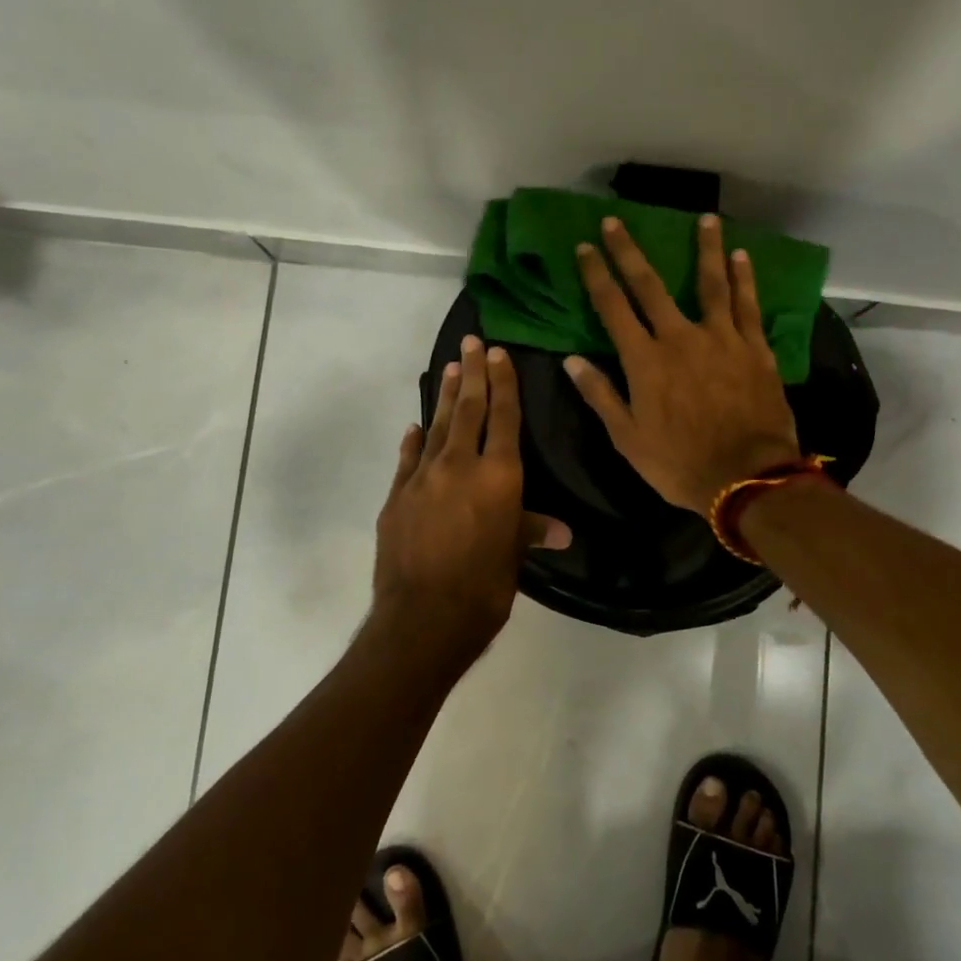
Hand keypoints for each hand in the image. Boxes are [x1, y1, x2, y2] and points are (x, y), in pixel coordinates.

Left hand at [370, 335, 569, 672]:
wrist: (422, 618)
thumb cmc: (484, 588)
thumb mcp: (514, 557)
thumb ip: (531, 531)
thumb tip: (563, 530)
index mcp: (499, 477)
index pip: (504, 418)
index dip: (503, 384)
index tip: (498, 354)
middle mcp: (460, 466)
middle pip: (467, 410)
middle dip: (471, 374)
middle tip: (472, 342)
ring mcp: (422, 478)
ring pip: (435, 427)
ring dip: (442, 396)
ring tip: (448, 368)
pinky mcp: (396, 497)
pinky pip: (407, 459)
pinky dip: (413, 440)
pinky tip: (413, 427)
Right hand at [568, 215, 801, 512]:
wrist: (747, 478)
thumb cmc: (680, 464)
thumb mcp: (628, 439)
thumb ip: (600, 395)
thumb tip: (571, 361)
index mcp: (645, 361)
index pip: (613, 308)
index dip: (596, 275)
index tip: (584, 247)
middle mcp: (680, 338)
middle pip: (650, 286)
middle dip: (629, 252)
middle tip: (615, 221)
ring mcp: (721, 339)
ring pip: (710, 284)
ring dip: (705, 249)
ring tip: (705, 219)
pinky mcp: (754, 349)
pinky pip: (748, 306)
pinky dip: (744, 280)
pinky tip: (742, 257)